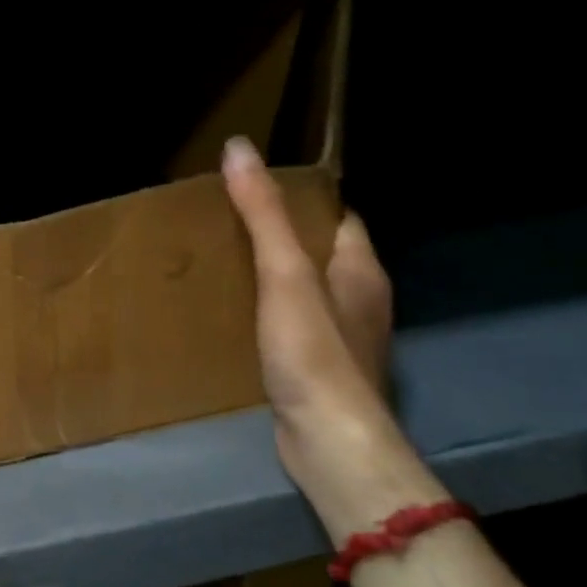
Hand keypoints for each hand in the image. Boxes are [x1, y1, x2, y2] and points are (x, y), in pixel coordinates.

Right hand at [221, 137, 438, 537]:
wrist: (328, 438)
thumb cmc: (312, 350)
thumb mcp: (284, 274)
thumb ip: (264, 214)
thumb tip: (240, 148)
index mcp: (361, 270)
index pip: (338, 218)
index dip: (303, 200)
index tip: (257, 191)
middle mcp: (360, 300)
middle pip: (321, 254)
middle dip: (282, 238)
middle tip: (229, 226)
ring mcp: (343, 339)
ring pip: (307, 292)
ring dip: (274, 279)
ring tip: (225, 267)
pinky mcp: (321, 370)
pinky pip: (295, 327)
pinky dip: (270, 316)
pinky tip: (237, 319)